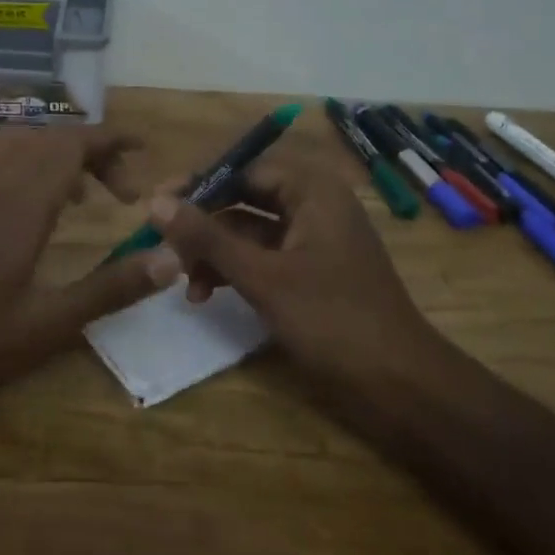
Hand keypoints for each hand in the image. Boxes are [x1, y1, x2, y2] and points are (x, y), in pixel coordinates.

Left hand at [0, 128, 176, 402]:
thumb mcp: (48, 325)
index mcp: (21, 204)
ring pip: (18, 143)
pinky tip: (27, 203)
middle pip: (51, 139)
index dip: (111, 139)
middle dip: (94, 152)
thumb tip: (170, 258)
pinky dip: (24, 163)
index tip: (143, 148)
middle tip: (123, 192)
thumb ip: (110, 289)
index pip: (72, 145)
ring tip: (82, 193)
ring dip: (57, 154)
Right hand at [146, 159, 448, 395]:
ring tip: (183, 282)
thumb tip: (155, 203)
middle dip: (203, 225)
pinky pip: (262, 258)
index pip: (244, 169)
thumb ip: (207, 238)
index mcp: (313, 191)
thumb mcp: (262, 276)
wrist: (399, 384)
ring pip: (249, 232)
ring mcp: (313, 241)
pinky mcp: (310, 273)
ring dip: (214, 253)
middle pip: (244, 200)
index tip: (156, 202)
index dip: (199, 184)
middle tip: (163, 246)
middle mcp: (314, 206)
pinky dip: (234, 271)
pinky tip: (206, 295)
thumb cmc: (332, 319)